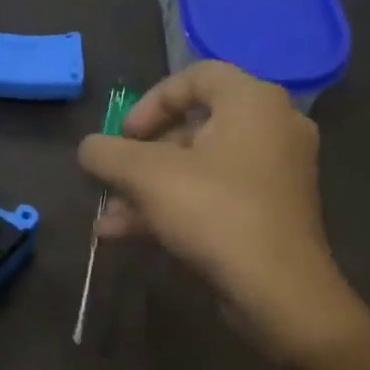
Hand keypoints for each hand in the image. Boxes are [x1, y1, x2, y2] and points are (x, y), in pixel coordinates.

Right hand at [78, 61, 359, 364]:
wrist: (279, 292)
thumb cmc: (216, 214)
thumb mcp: (147, 176)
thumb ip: (108, 154)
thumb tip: (90, 149)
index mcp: (253, 102)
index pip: (196, 76)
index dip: (150, 101)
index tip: (124, 136)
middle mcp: (273, 127)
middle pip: (194, 126)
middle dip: (142, 157)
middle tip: (114, 179)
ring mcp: (276, 172)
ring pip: (200, 168)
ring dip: (150, 189)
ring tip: (109, 218)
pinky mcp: (272, 211)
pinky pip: (216, 195)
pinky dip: (176, 207)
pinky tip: (128, 235)